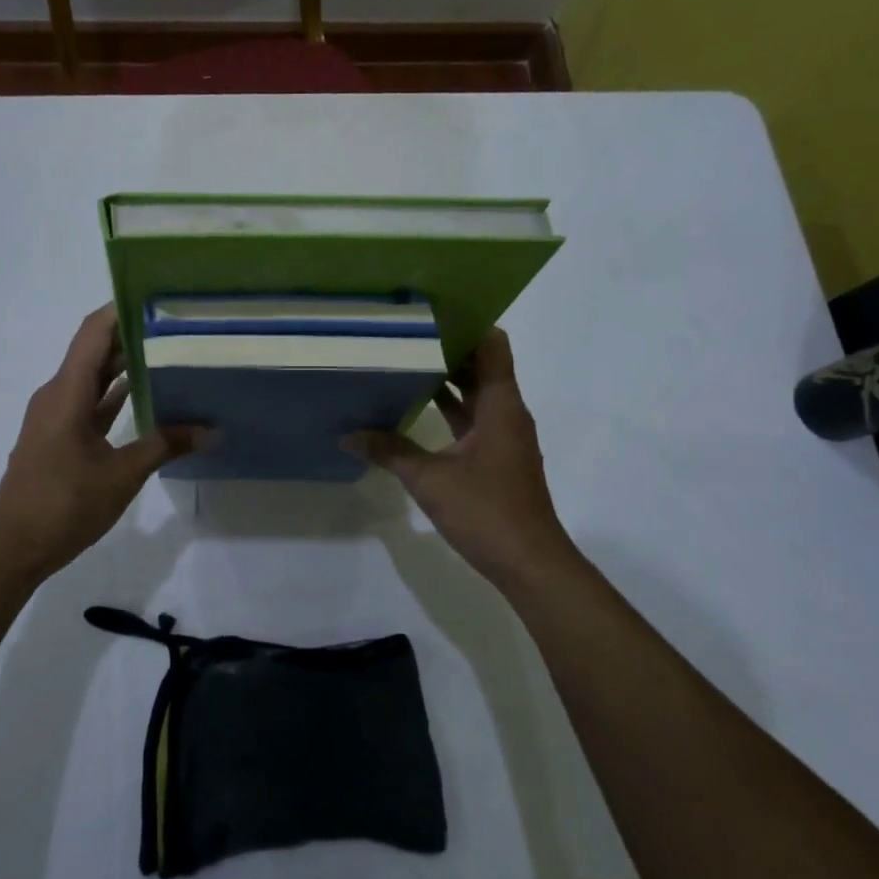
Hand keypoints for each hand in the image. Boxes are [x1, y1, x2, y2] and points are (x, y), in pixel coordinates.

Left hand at [0, 306, 208, 578]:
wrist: (12, 548)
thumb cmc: (63, 504)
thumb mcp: (122, 474)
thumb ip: (165, 445)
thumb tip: (212, 430)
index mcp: (67, 393)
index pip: (94, 333)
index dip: (120, 309)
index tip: (156, 295)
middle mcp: (58, 395)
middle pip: (95, 350)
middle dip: (131, 334)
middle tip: (175, 323)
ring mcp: (56, 416)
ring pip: (93, 378)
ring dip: (124, 365)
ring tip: (168, 351)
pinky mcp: (58, 437)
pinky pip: (89, 403)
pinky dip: (114, 395)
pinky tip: (146, 395)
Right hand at [345, 330, 578, 586]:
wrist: (529, 563)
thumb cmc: (485, 511)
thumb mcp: (429, 478)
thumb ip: (389, 451)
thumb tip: (348, 435)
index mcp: (500, 405)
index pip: (492, 344)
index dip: (468, 324)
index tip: (432, 315)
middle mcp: (507, 413)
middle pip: (482, 366)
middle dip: (449, 349)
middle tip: (406, 335)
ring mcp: (504, 436)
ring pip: (477, 394)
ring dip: (448, 379)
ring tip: (405, 363)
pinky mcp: (497, 458)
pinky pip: (473, 419)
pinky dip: (450, 409)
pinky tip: (416, 408)